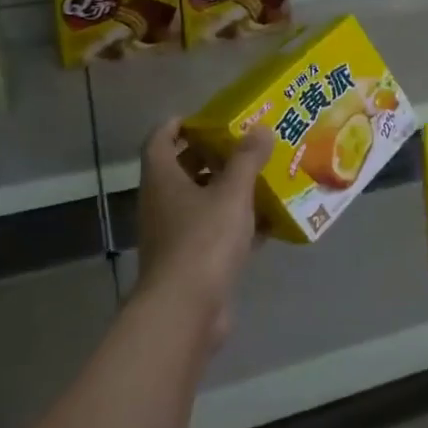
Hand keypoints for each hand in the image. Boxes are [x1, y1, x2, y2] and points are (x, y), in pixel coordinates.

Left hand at [132, 119, 272, 347]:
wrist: (186, 310)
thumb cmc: (203, 240)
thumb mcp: (232, 193)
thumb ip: (247, 159)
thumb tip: (260, 128)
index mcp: (163, 179)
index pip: (159, 139)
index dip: (178, 124)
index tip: (207, 117)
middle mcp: (162, 203)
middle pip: (182, 169)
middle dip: (211, 155)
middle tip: (245, 143)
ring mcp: (175, 235)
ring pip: (201, 201)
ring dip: (227, 189)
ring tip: (262, 175)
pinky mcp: (192, 261)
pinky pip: (215, 232)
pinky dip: (237, 224)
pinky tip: (268, 221)